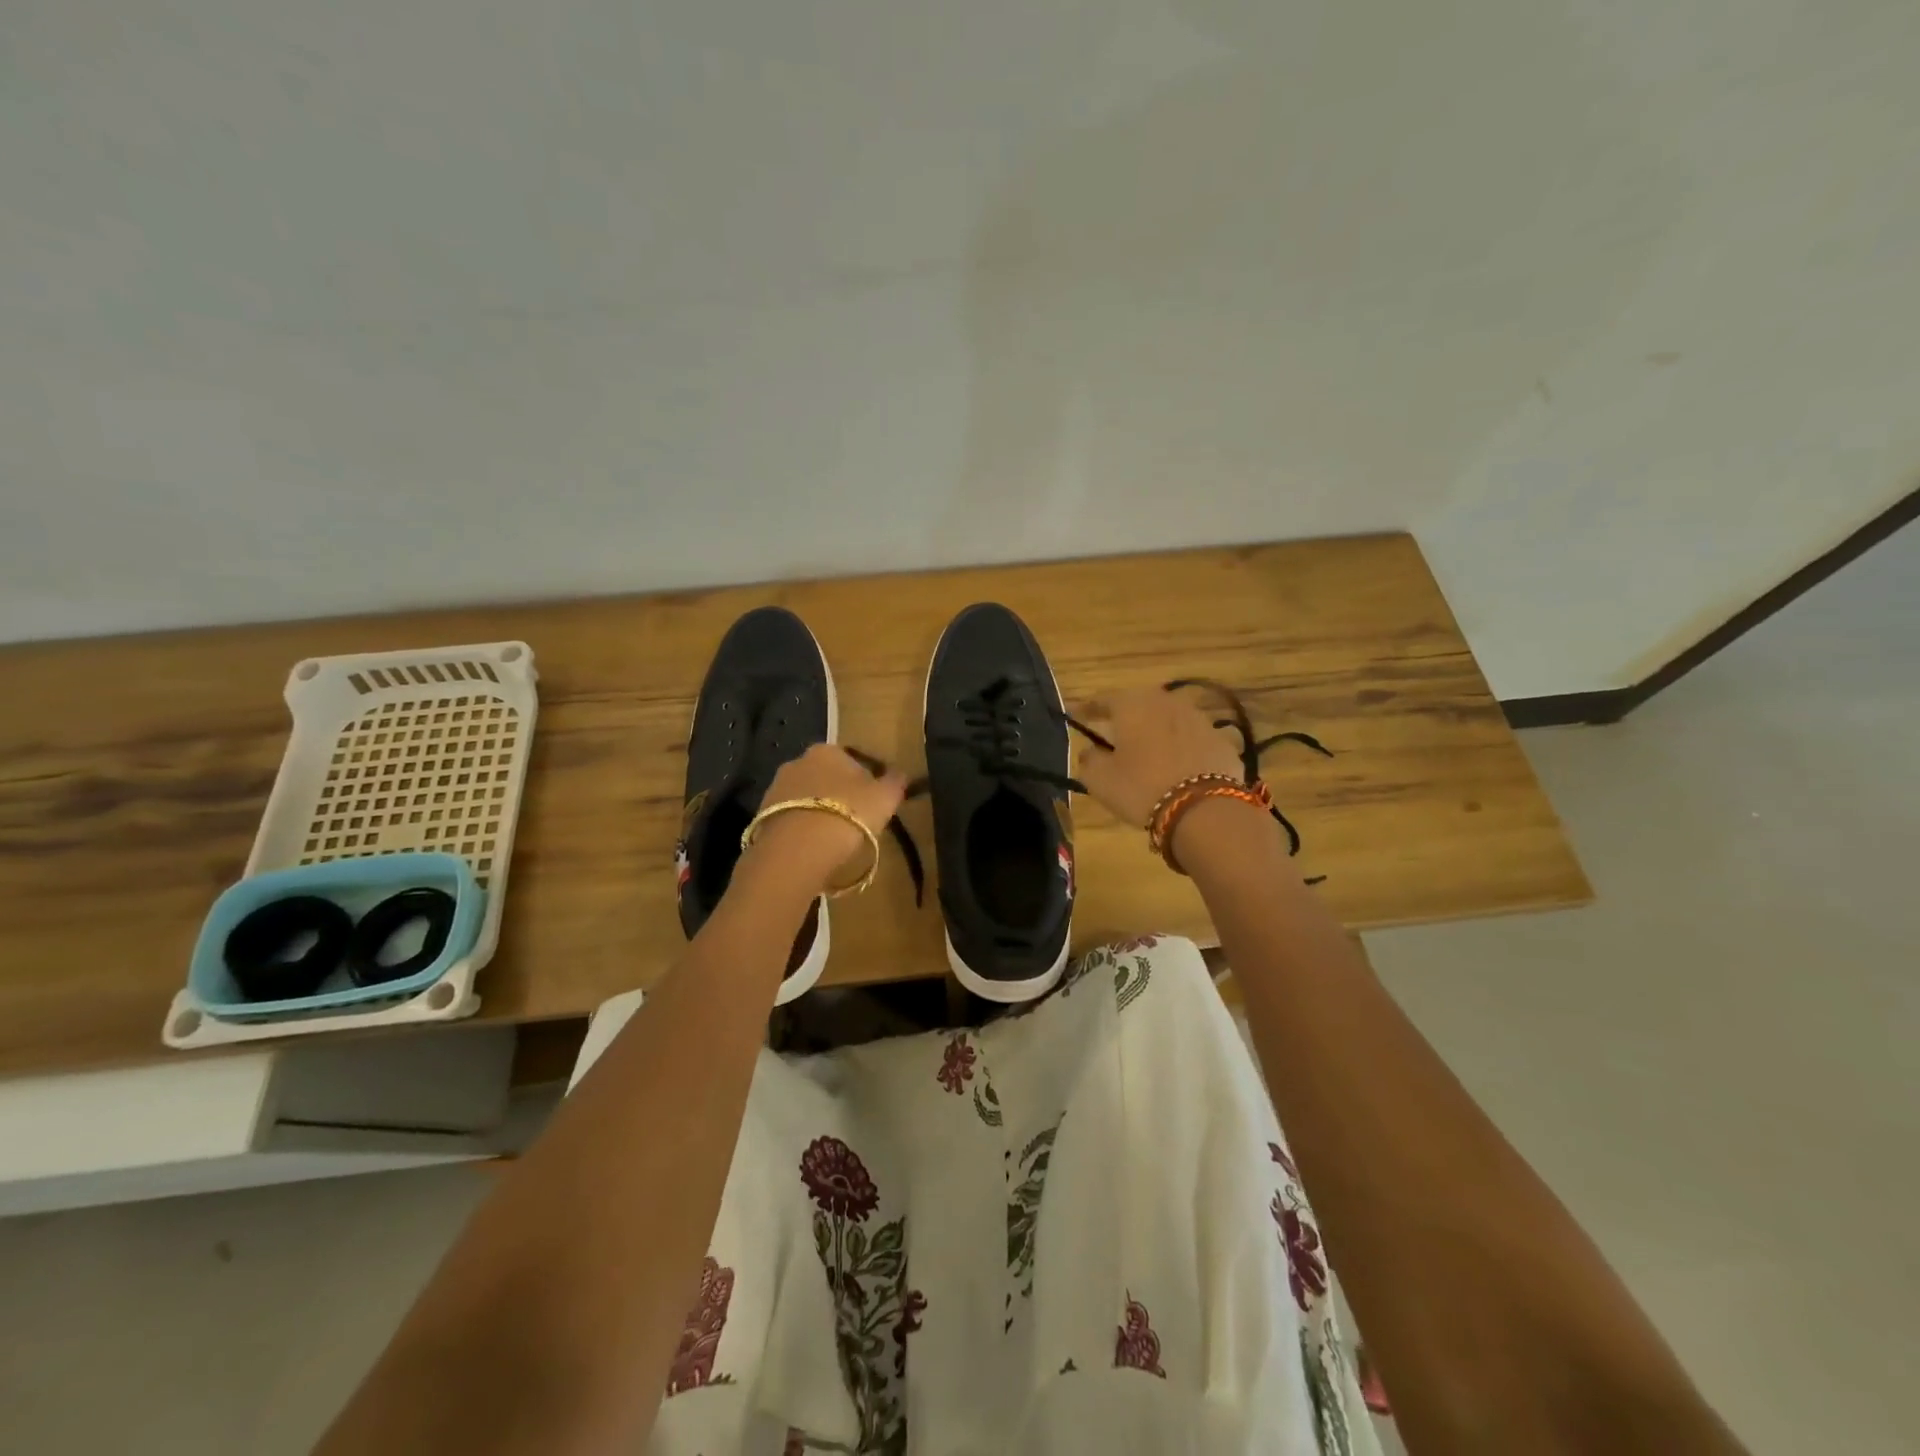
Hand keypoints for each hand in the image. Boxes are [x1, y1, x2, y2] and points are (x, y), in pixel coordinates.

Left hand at [749, 744, 907, 883]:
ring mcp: (775, 788)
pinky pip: (790, 819)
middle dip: (837, 796)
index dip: (864, 782)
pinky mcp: (761, 816)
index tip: (872, 805)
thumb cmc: (848, 814)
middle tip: (853, 823)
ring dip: (817, 813)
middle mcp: (797, 762)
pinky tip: (812, 849)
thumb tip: (900, 774)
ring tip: (832, 841)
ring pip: (805, 799)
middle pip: (825, 778)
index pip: (850, 760)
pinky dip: (801, 830)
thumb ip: (894, 782)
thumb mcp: (885, 798)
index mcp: (827, 750)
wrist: (798, 849)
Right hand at [1074, 686, 1248, 827]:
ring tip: (1147, 748)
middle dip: (1125, 716)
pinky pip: (1191, 738)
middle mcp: (1166, 702)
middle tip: (1113, 731)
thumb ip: (1089, 759)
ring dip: (1155, 728)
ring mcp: (1198, 719)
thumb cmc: (1142, 788)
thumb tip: (1091, 750)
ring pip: (1168, 718)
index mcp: (1133, 705)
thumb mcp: (1100, 779)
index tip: (1077, 715)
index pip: (1104, 699)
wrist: (1205, 810)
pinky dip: (1180, 745)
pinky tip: (1176, 764)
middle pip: (1140, 703)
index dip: (1088, 708)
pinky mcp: (1221, 740)